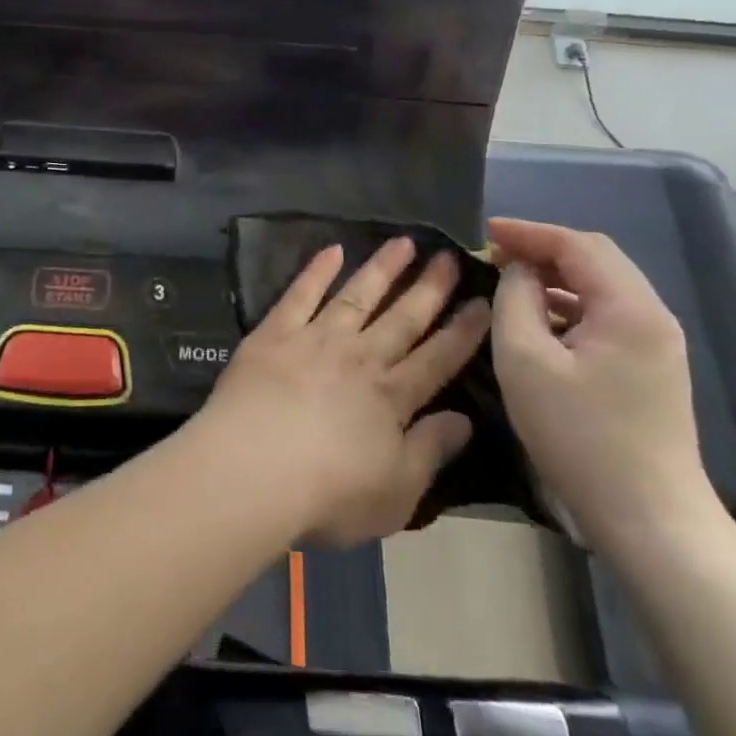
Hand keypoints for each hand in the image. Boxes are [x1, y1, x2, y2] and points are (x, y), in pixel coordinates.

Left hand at [198, 238, 489, 546]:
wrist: (253, 469)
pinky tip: (332, 250)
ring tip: (403, 242)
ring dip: (381, 268)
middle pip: (402, 318)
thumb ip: (431, 451)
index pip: (437, 358)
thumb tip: (464, 420)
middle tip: (448, 256)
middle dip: (429, 288)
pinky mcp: (275, 334)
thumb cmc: (329, 494)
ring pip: (357, 296)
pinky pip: (301, 294)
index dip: (463, 332)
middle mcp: (360, 358)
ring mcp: (316, 340)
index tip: (482, 302)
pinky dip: (317, 271)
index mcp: (391, 397)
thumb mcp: (398, 492)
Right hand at [487, 218, 719, 558]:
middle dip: (542, 250)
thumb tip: (517, 272)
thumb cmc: (580, 437)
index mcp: (630, 308)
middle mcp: (652, 315)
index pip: (577, 245)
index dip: (528, 233)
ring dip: (555, 277)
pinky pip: (605, 315)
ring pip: (600, 287)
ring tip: (509, 280)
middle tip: (494, 254)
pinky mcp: (649, 367)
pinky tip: (538, 319)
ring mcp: (656, 343)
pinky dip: (569, 305)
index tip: (484, 232)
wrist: (649, 519)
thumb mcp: (525, 361)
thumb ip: (514, 301)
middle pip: (595, 259)